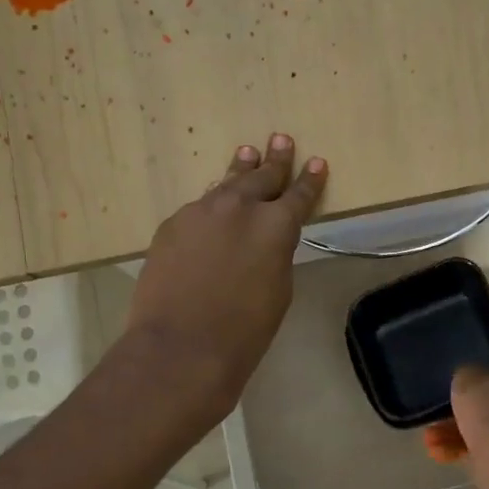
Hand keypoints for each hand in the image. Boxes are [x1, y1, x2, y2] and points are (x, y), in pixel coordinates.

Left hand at [124, 134, 326, 423]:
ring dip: (240, 170)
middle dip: (275, 161)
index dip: (310, 180)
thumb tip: (267, 239)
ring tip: (247, 153)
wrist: (180, 347)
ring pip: (226, 185)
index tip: (317, 163)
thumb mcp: (278, 290)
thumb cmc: (244, 331)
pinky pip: (199, 208)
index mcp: (275, 226)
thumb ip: (276, 254)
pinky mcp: (172, 225)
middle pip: (261, 177)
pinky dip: (212, 204)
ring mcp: (200, 212)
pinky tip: (214, 203)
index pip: (299, 196)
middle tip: (280, 141)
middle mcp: (239, 208)